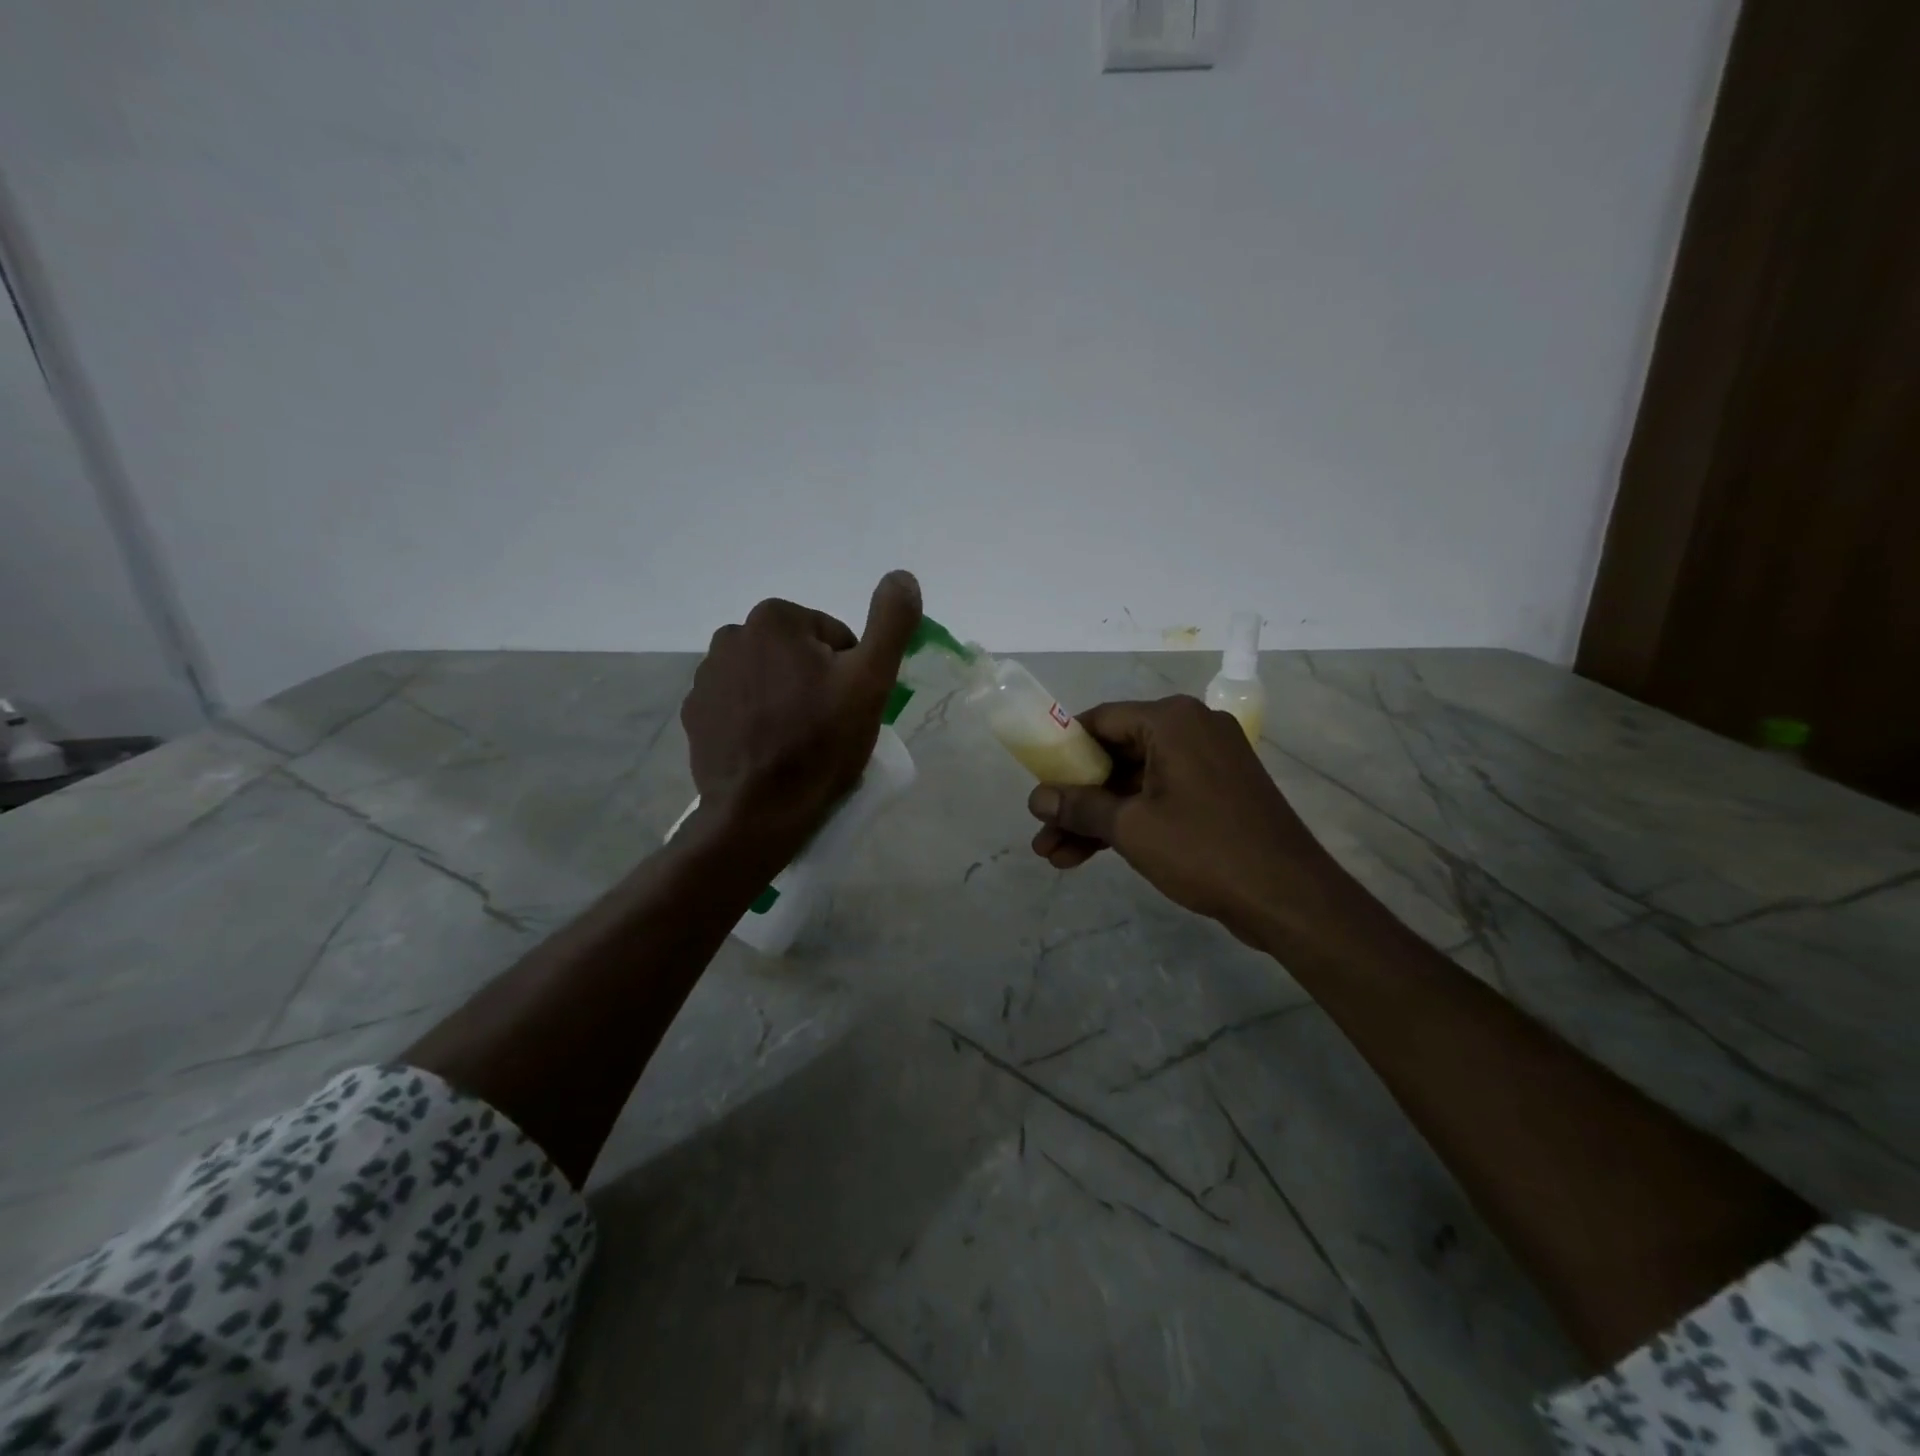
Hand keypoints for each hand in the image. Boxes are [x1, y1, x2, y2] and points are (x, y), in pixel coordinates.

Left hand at [683, 570, 920, 850]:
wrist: (759, 812)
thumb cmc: (820, 743)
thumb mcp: (871, 680)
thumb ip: (890, 622)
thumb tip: (902, 577)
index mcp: (774, 619)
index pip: (833, 636)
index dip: (850, 671)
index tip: (848, 706)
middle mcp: (731, 636)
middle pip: (798, 654)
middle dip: (815, 681)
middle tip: (827, 726)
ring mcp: (706, 677)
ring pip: (768, 678)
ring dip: (785, 698)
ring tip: (798, 741)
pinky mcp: (695, 714)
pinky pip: (739, 704)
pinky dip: (756, 718)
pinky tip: (768, 750)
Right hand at [1027, 696, 1338, 943]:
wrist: (1289, 897)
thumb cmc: (1205, 849)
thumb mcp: (1131, 827)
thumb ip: (1079, 807)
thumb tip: (1035, 799)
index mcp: (1172, 721)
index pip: (1100, 720)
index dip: (1062, 750)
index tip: (1036, 780)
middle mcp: (1191, 730)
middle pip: (1115, 755)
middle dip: (1075, 797)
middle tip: (1042, 829)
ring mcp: (1207, 763)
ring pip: (1134, 783)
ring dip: (1096, 817)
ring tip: (1054, 856)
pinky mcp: (1216, 793)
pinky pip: (1158, 798)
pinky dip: (1127, 822)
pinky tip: (1088, 855)